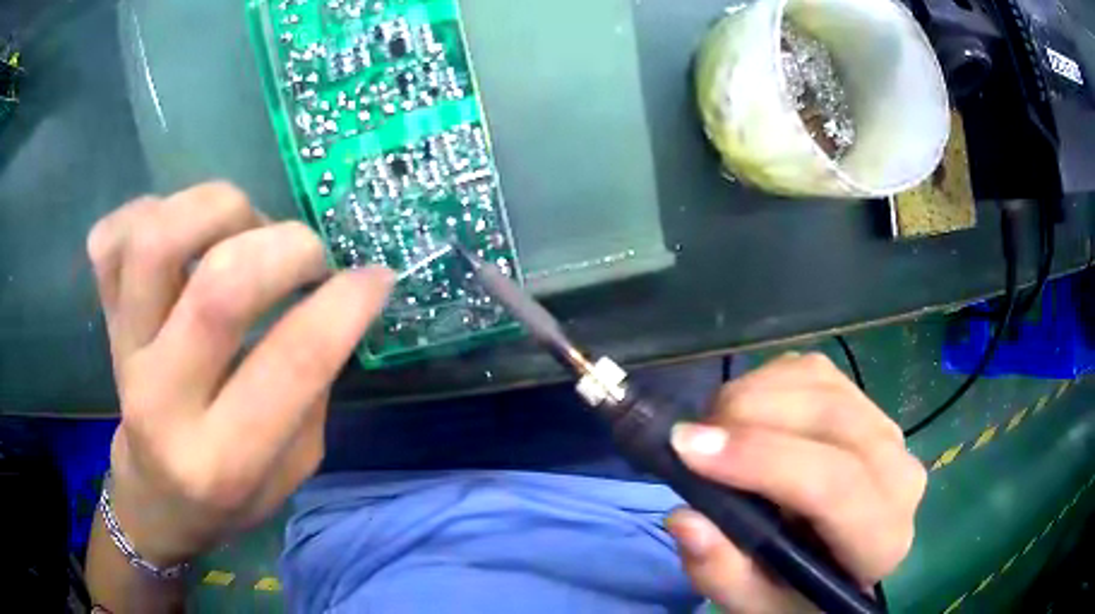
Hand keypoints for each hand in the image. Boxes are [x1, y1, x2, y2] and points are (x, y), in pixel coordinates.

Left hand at [87, 182, 393, 565]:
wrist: (154, 498)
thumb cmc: (229, 498)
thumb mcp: (292, 469)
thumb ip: (311, 389)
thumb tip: (334, 299)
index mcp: (222, 457)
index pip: (292, 362)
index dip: (345, 303)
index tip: (375, 277)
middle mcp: (161, 400)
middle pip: (218, 285)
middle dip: (286, 246)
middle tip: (308, 255)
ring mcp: (121, 350)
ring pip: (157, 238)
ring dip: (219, 209)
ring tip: (243, 228)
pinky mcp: (103, 318)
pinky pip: (112, 237)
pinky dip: (150, 210)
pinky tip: (180, 234)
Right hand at [666, 353, 925, 612]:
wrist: (837, 566)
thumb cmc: (797, 594)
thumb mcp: (755, 605)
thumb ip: (723, 575)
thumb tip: (685, 518)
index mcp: (882, 540)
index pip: (834, 485)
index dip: (761, 460)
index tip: (688, 449)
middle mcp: (898, 474)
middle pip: (830, 419)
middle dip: (750, 417)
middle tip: (690, 440)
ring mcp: (886, 430)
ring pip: (819, 384)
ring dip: (753, 395)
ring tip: (713, 432)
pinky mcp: (865, 403)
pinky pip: (813, 370)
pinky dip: (766, 381)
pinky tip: (744, 415)